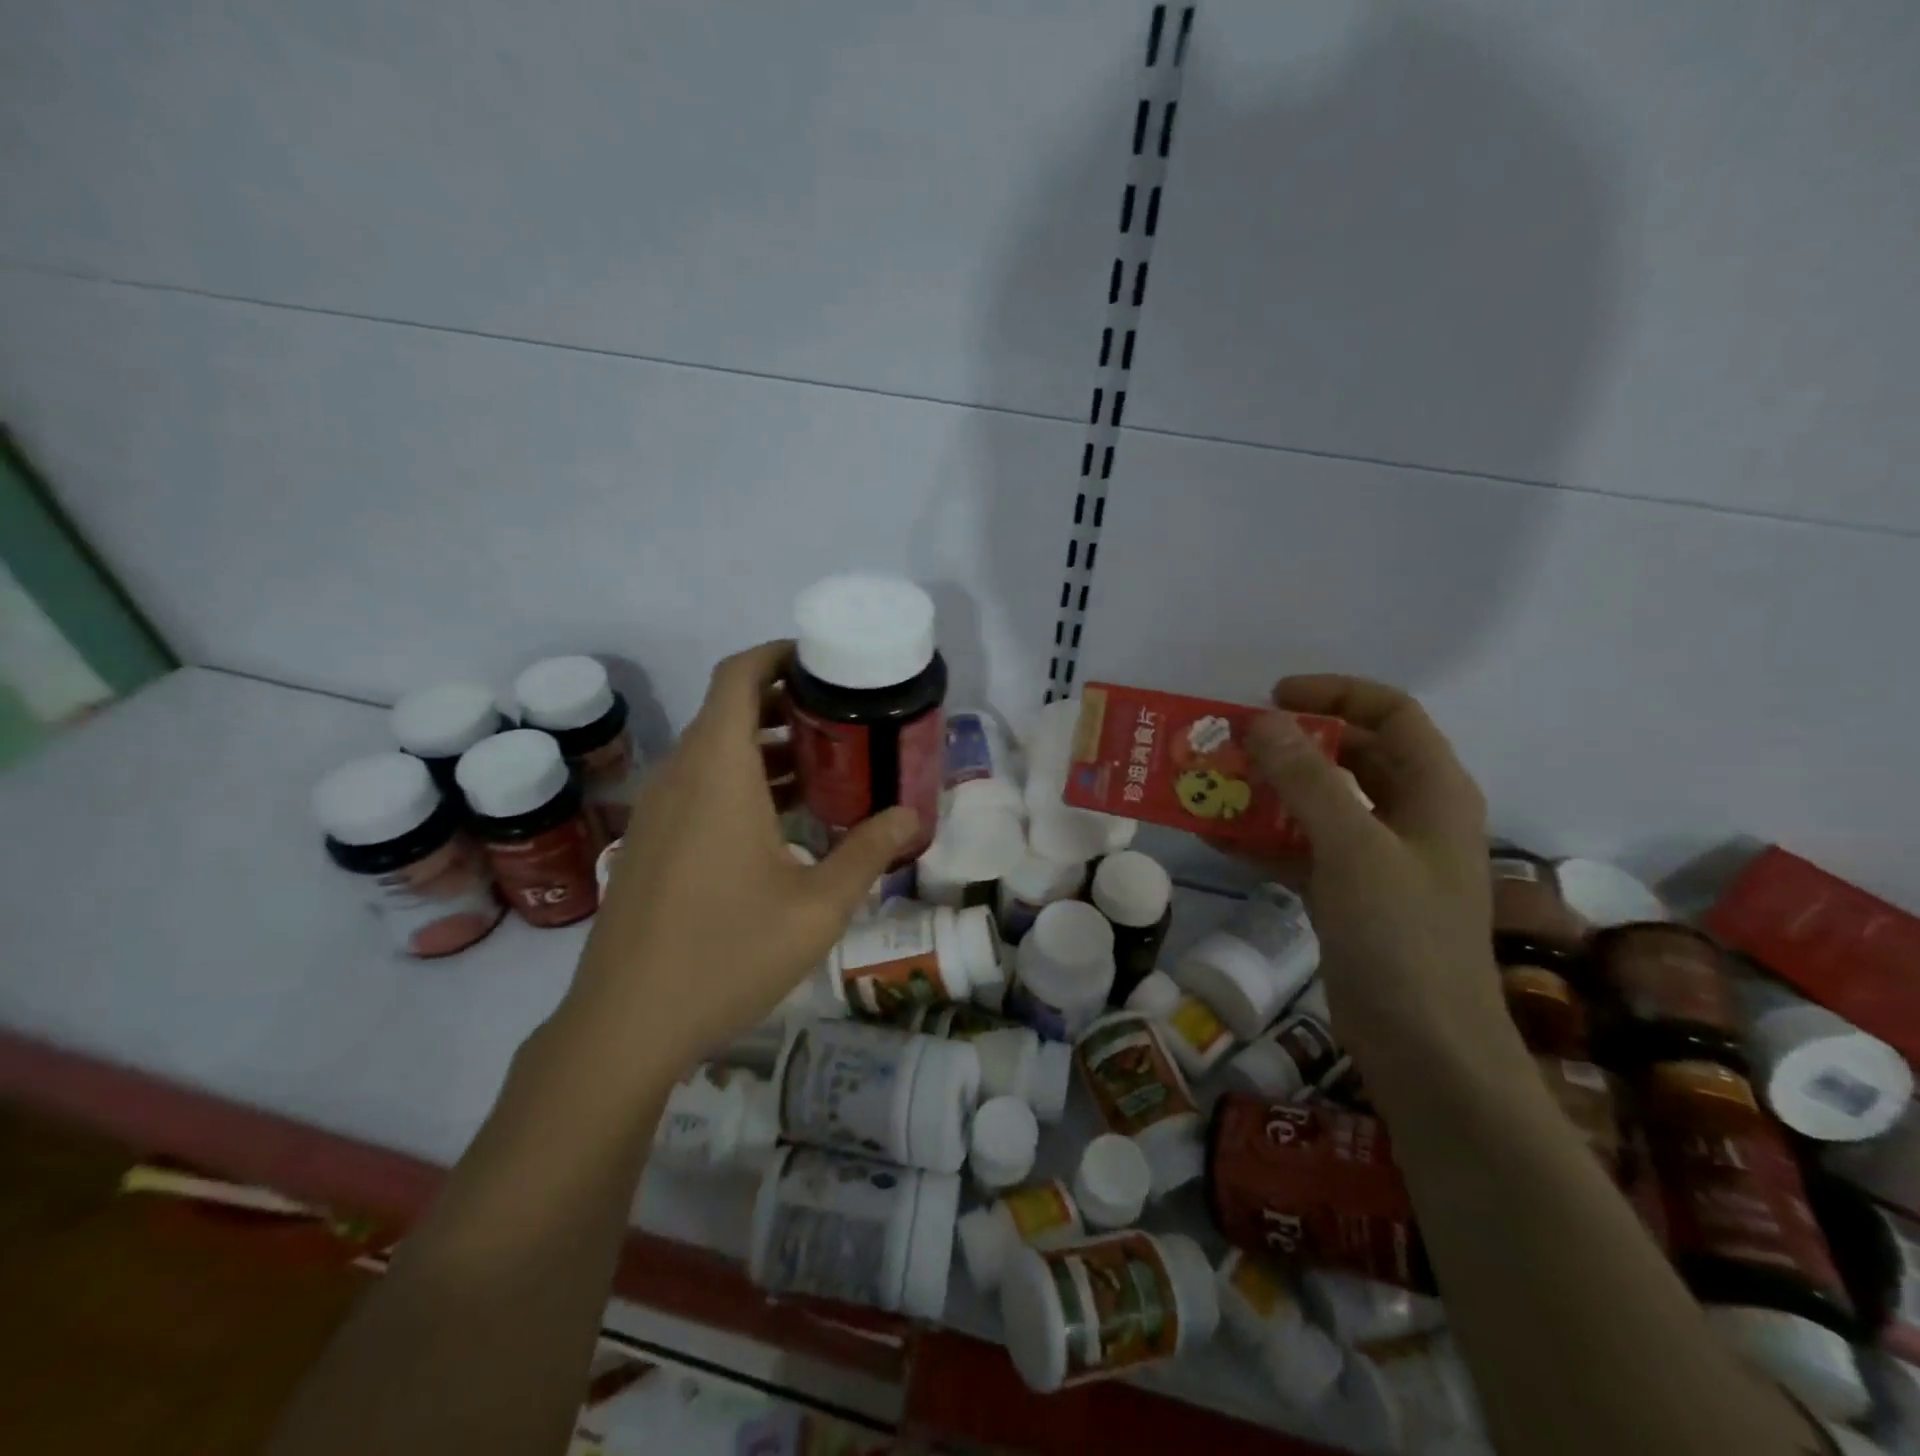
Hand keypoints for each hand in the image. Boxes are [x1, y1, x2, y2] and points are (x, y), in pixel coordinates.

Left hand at [562, 641, 918, 1074]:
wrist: (624, 1024)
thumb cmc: (727, 953)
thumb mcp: (818, 907)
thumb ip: (868, 853)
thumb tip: (911, 817)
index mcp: (718, 771)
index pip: (738, 676)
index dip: (777, 655)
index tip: (823, 662)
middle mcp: (680, 775)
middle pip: (730, 710)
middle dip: (786, 704)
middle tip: (844, 720)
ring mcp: (657, 810)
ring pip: (714, 751)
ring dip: (766, 747)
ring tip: (826, 767)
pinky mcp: (648, 842)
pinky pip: (699, 787)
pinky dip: (741, 781)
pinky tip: (782, 822)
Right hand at [1247, 676, 1510, 1075]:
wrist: (1424, 1048)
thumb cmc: (1401, 937)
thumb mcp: (1353, 847)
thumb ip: (1305, 779)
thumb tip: (1259, 721)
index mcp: (1433, 791)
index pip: (1389, 712)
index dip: (1333, 693)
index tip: (1271, 698)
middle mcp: (1410, 815)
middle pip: (1350, 755)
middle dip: (1290, 744)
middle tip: (1232, 742)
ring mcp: (1379, 858)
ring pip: (1320, 803)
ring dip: (1269, 791)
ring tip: (1212, 783)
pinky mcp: (1349, 895)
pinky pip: (1302, 848)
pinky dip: (1263, 838)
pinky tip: (1214, 837)